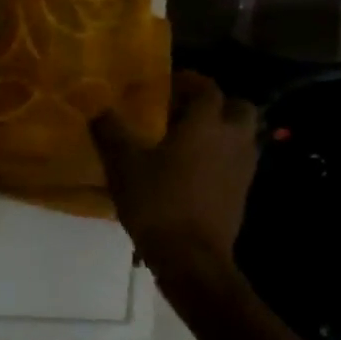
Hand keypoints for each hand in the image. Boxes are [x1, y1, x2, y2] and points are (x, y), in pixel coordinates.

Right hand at [92, 71, 258, 281]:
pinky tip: (193, 171)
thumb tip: (98, 107)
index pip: (206, 88)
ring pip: (241, 135)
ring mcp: (243, 168)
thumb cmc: (157, 203)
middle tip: (185, 112)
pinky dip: (221, 157)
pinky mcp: (242, 193)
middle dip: (216, 104)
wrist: (191, 257)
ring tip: (188, 141)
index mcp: (206, 124)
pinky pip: (236, 162)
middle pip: (238, 107)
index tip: (168, 84)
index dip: (189, 81)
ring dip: (220, 131)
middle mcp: (232, 139)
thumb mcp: (123, 165)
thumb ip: (111, 131)